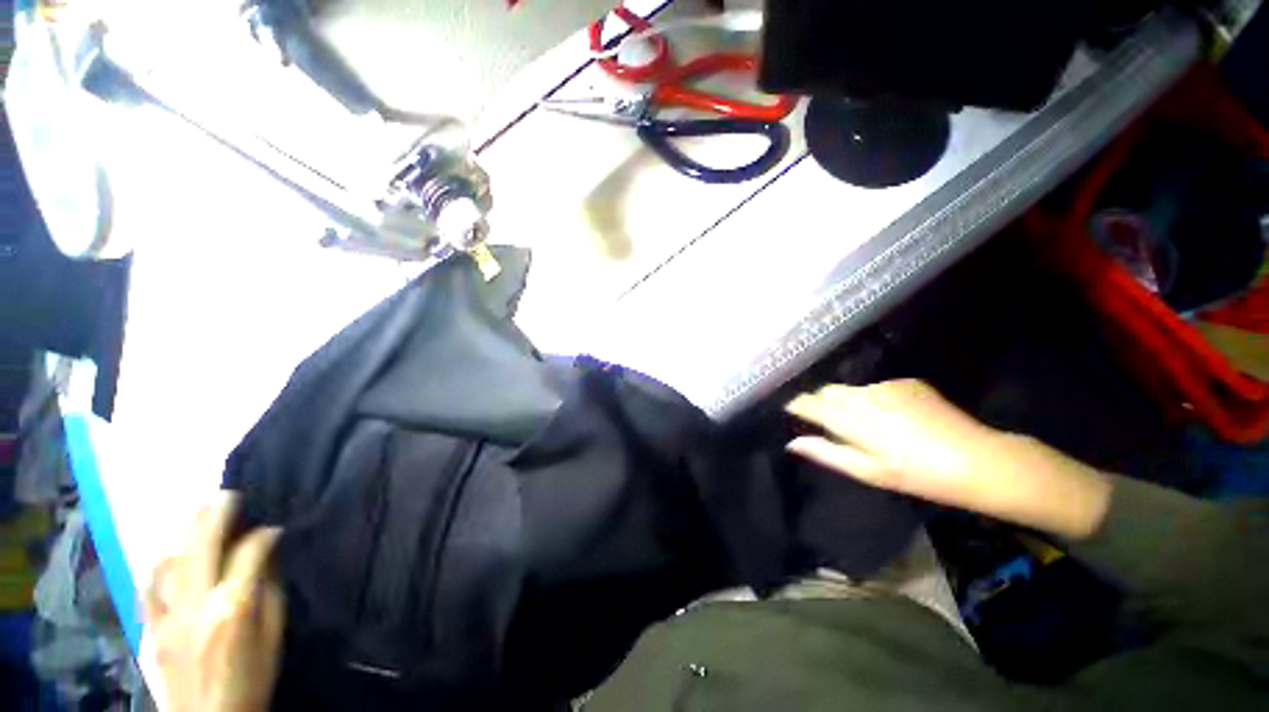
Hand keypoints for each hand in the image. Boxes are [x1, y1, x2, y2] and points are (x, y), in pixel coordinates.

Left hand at [145, 492, 284, 711]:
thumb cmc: (252, 679)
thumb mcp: (274, 638)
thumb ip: (270, 593)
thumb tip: (269, 556)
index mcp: (233, 608)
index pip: (249, 553)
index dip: (265, 535)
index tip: (276, 528)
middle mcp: (195, 604)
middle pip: (202, 547)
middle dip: (216, 515)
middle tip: (228, 495)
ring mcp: (166, 616)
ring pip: (170, 561)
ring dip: (186, 535)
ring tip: (199, 516)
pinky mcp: (149, 628)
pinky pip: (149, 587)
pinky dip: (160, 565)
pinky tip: (169, 555)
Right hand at [786, 380, 1111, 539]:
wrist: (978, 460)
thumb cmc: (918, 475)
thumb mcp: (868, 472)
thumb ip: (826, 453)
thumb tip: (792, 442)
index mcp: (850, 418)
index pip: (808, 402)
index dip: (796, 405)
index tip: (791, 411)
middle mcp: (862, 395)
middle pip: (826, 391)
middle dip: (821, 403)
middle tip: (830, 424)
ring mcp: (886, 386)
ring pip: (851, 389)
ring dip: (848, 401)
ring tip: (865, 423)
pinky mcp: (906, 382)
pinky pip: (876, 387)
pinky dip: (873, 398)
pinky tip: (893, 417)